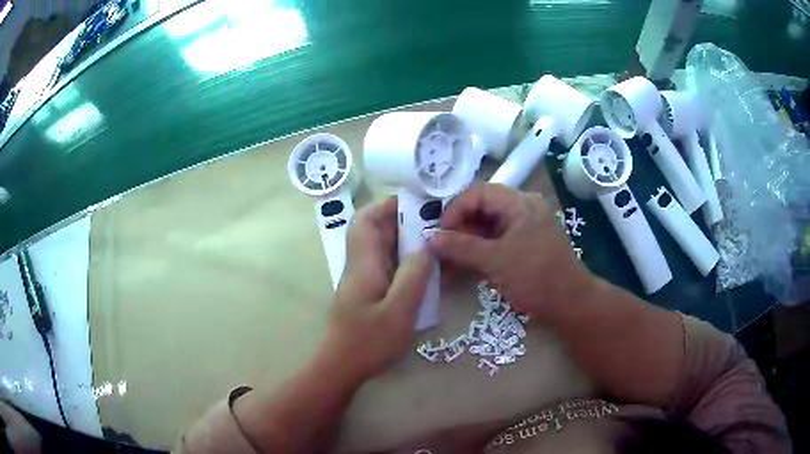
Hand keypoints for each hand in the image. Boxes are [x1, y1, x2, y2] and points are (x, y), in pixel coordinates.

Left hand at [321, 197, 430, 381]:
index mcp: (363, 264)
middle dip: (401, 222)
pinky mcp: (366, 292)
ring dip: (403, 242)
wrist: (341, 367)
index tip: (415, 204)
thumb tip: (426, 246)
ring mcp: (362, 280)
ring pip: (380, 248)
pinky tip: (422, 270)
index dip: (386, 207)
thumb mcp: (399, 311)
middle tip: (432, 224)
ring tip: (432, 243)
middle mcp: (359, 266)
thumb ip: (413, 276)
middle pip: (373, 231)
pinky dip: (402, 261)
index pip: (365, 221)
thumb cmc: (368, 342)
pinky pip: (385, 266)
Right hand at [428, 184, 595, 320]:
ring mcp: (524, 228)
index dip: (454, 211)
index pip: (477, 194)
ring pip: (486, 228)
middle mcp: (522, 209)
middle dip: (458, 230)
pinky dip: (479, 253)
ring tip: (448, 266)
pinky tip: (464, 269)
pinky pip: (495, 242)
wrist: (570, 305)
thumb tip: (430, 238)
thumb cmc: (536, 278)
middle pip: (481, 209)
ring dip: (466, 244)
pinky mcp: (524, 245)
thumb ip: (461, 247)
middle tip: (440, 252)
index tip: (438, 235)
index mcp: (520, 203)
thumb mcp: (496, 261)